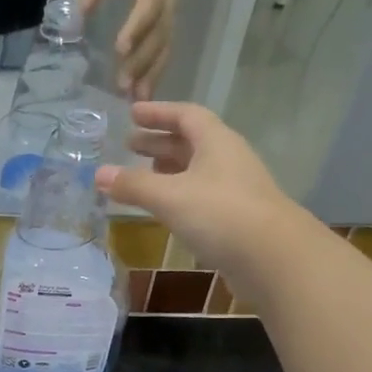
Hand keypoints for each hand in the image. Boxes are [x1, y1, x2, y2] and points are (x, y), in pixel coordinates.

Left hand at [77, 0, 177, 99]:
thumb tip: (74, 19)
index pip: (149, 5)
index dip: (136, 27)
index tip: (120, 49)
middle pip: (159, 34)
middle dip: (142, 61)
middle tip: (123, 85)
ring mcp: (173, 13)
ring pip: (165, 47)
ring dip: (151, 74)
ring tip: (136, 99)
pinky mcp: (169, 23)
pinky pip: (165, 51)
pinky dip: (155, 73)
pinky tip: (144, 94)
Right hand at [95, 102, 297, 298]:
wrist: (273, 258)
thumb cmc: (220, 214)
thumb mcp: (169, 196)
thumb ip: (133, 185)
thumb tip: (98, 173)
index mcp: (216, 142)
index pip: (186, 115)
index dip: (158, 113)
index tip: (132, 113)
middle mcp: (228, 159)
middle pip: (191, 142)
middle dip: (158, 143)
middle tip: (129, 145)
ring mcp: (235, 190)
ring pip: (196, 171)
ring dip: (169, 170)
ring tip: (142, 175)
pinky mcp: (236, 218)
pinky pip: (201, 196)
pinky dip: (179, 195)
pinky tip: (165, 209)